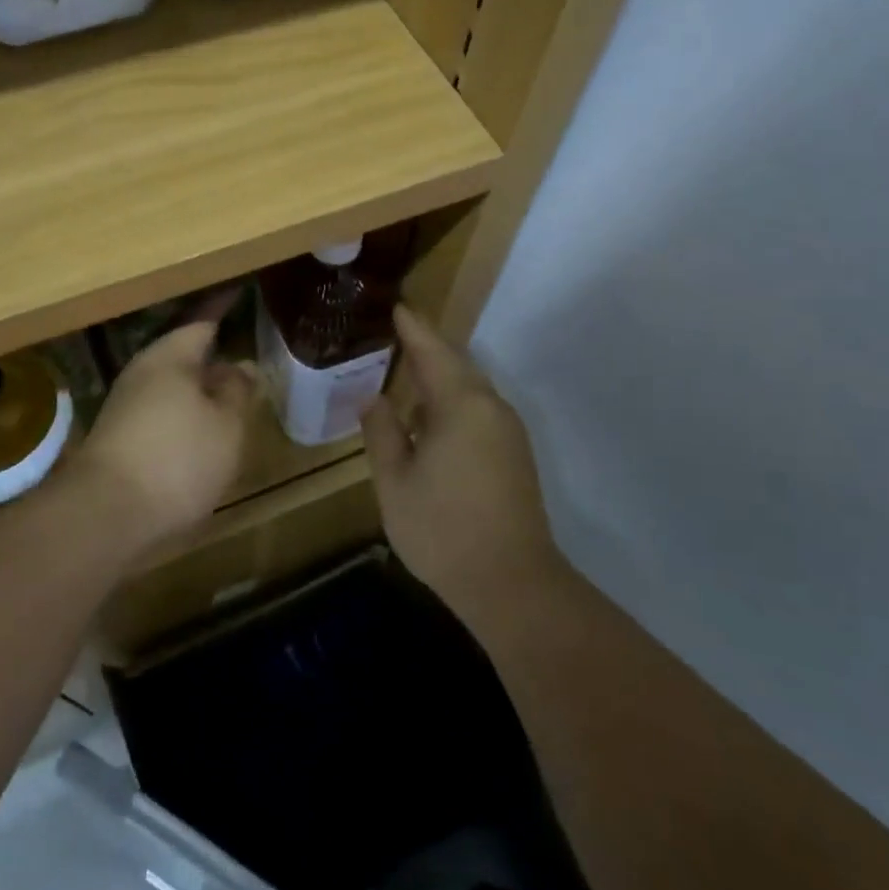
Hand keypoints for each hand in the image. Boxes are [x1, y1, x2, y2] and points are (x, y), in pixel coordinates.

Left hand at [74, 310, 255, 550]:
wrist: (105, 517)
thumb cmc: (177, 459)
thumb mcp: (226, 425)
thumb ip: (237, 391)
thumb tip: (241, 366)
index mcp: (170, 357)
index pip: (201, 321)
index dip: (222, 308)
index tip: (239, 292)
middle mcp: (143, 373)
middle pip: (183, 354)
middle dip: (212, 354)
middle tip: (244, 353)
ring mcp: (126, 407)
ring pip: (171, 386)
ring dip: (199, 388)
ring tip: (230, 395)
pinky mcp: (119, 439)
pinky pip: (161, 412)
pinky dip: (184, 414)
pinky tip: (202, 432)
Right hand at [362, 306, 561, 623]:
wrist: (512, 584)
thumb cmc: (443, 529)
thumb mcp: (395, 481)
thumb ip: (382, 432)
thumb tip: (374, 398)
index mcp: (462, 405)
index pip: (433, 351)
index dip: (412, 327)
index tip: (394, 305)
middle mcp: (491, 408)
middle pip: (455, 364)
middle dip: (425, 348)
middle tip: (392, 335)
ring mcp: (507, 431)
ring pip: (469, 388)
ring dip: (438, 377)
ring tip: (404, 372)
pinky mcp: (514, 454)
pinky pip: (478, 410)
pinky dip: (451, 401)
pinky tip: (428, 417)